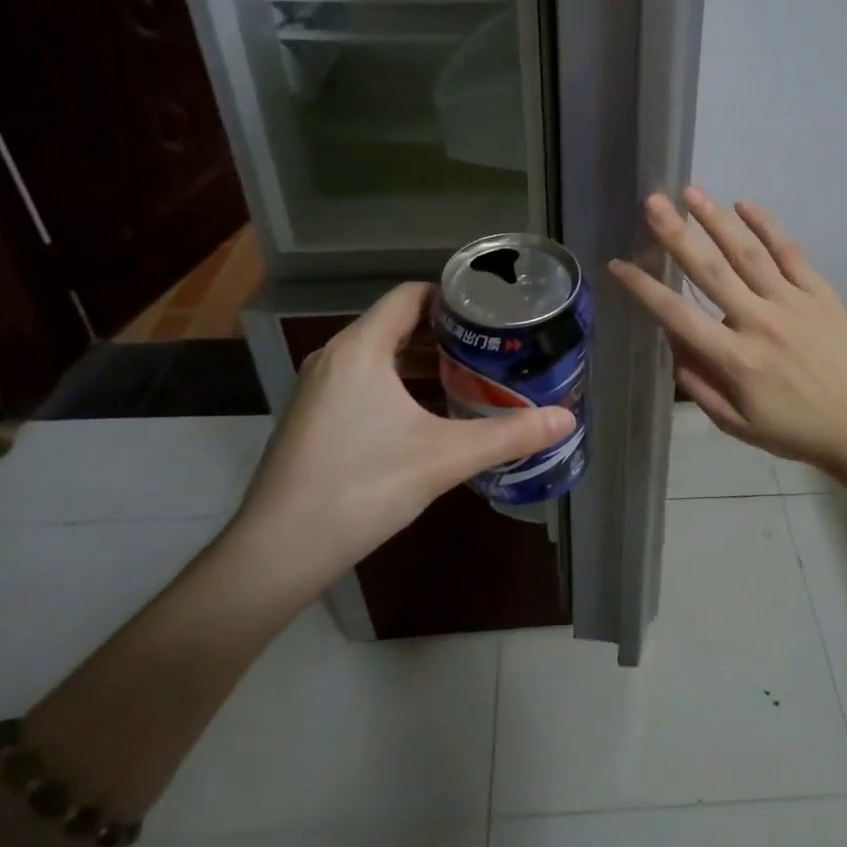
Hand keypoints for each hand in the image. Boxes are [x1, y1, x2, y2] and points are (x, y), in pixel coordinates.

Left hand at [231, 283, 573, 581]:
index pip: (410, 296)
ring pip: (381, 358)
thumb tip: (567, 419)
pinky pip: (365, 383)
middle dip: (447, 334)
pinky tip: (432, 415)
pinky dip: (401, 387)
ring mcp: (320, 389)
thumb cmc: (362, 487)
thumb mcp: (444, 457)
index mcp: (361, 349)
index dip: (453, 297)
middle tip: (495, 347)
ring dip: (424, 363)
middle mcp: (336, 358)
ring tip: (473, 377)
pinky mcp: (315, 418)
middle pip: (398, 325)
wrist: (279, 550)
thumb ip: (508, 435)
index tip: (493, 313)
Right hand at [609, 187, 846, 472]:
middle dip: (677, 235)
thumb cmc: (792, 429)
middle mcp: (758, 322)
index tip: (618, 263)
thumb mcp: (735, 423)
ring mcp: (792, 302)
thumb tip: (671, 342)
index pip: (678, 315)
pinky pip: (790, 252)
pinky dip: (767, 227)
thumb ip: (698, 384)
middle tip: (652, 203)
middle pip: (710, 271)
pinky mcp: (819, 292)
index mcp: (734, 359)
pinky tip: (745, 205)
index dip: (644, 288)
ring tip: (690, 193)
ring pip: (748, 253)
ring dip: (716, 220)